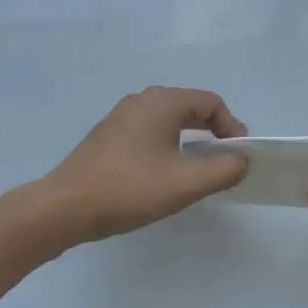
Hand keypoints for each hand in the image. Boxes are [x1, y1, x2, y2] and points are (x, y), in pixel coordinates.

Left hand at [40, 87, 249, 243]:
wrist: (66, 206)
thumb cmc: (129, 190)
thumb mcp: (185, 184)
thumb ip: (223, 170)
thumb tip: (242, 160)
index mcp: (161, 103)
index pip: (211, 103)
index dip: (232, 127)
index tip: (238, 156)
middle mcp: (141, 101)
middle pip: (190, 107)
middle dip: (213, 131)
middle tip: (224, 162)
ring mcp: (121, 117)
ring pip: (168, 120)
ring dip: (190, 139)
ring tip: (197, 169)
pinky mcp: (108, 135)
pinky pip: (149, 130)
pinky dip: (167, 144)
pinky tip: (164, 173)